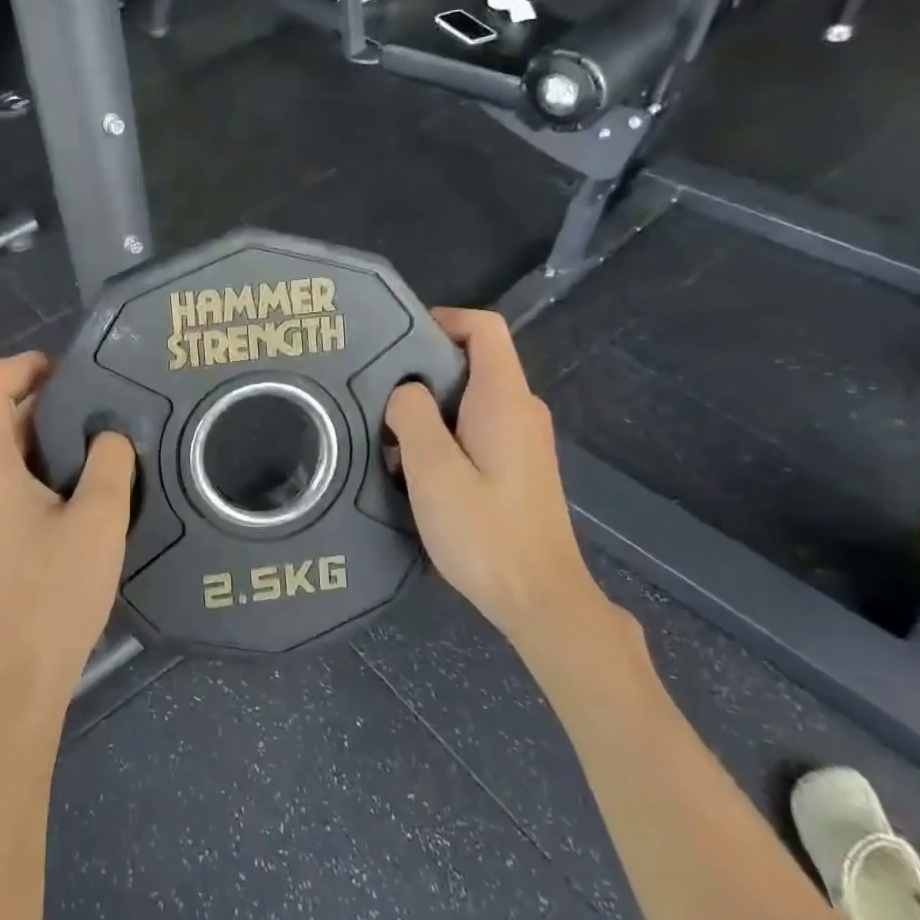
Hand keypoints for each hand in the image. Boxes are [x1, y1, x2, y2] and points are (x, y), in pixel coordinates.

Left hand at [0, 353, 135, 727]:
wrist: (14, 683)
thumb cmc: (53, 596)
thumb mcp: (98, 521)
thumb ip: (109, 462)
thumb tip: (108, 434)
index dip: (25, 365)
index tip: (74, 373)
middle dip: (46, 402)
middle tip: (102, 410)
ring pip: (3, 451)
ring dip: (46, 439)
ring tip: (100, 448)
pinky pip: (5, 483)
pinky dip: (39, 470)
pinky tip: (81, 493)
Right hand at [384, 309, 607, 654]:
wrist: (541, 599)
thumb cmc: (485, 533)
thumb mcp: (434, 471)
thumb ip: (413, 417)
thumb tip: (406, 391)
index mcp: (505, 400)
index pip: (484, 328)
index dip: (443, 320)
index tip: (398, 342)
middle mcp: (521, 410)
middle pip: (473, 361)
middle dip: (422, 371)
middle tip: (378, 396)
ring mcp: (523, 438)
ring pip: (470, 397)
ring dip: (428, 409)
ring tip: (389, 437)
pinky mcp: (518, 464)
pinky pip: (476, 426)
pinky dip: (443, 433)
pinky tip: (416, 468)